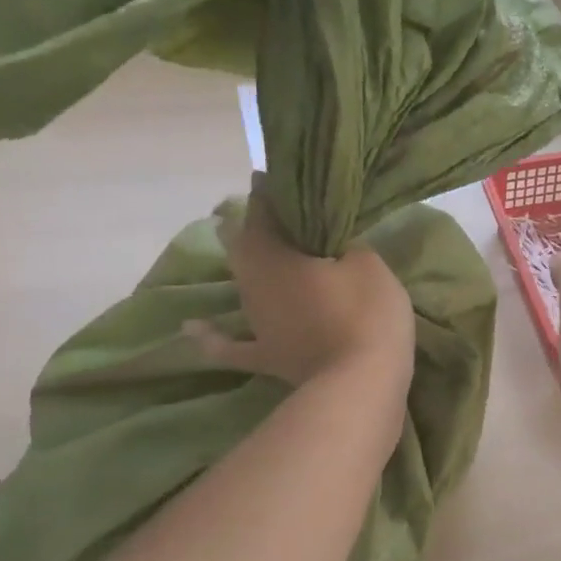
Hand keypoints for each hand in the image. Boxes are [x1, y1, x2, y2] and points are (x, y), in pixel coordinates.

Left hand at [190, 178, 415, 388]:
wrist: (362, 382)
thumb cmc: (365, 313)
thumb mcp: (368, 264)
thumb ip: (346, 245)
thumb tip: (333, 244)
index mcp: (275, 251)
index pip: (265, 209)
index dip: (271, 190)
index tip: (279, 178)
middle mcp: (255, 280)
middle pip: (244, 242)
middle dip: (253, 223)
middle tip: (270, 212)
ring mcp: (256, 320)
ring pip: (241, 282)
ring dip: (244, 263)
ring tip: (244, 244)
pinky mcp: (266, 355)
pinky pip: (232, 346)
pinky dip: (212, 338)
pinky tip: (192, 329)